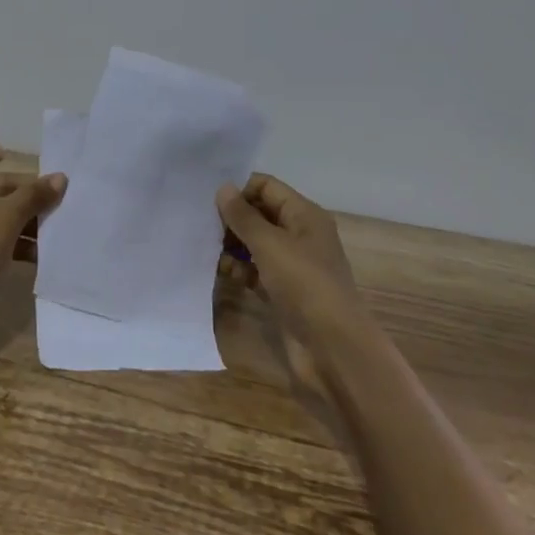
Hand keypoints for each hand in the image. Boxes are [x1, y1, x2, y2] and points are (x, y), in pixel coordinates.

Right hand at [215, 173, 357, 344]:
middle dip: (233, 218)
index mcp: (305, 215)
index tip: (209, 200)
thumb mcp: (270, 244)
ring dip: (233, 244)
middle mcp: (300, 235)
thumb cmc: (304, 284)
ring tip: (208, 248)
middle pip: (260, 214)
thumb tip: (223, 188)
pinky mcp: (283, 290)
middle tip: (202, 225)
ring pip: (256, 243)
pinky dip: (240, 268)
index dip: (240, 189)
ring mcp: (292, 264)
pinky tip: (223, 272)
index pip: (267, 187)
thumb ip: (243, 216)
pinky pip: (256, 269)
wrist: (332, 347)